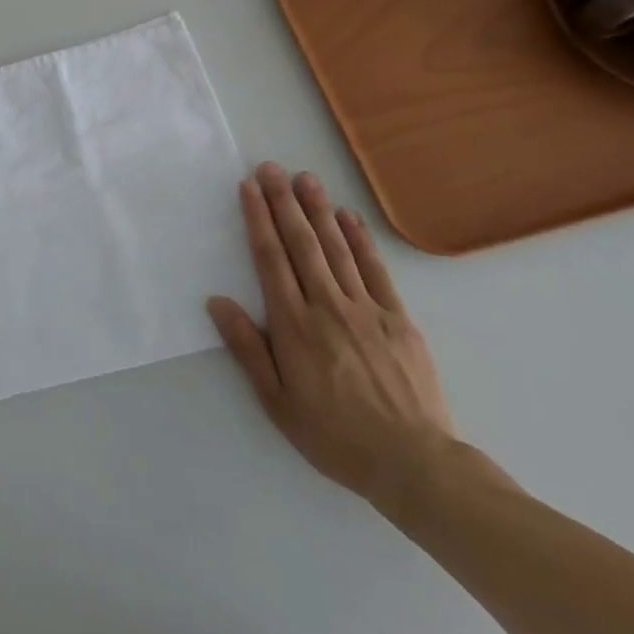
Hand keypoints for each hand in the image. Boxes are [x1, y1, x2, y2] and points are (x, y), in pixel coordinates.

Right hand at [207, 163, 457, 506]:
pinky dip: (360, 240)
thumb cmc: (336, 437)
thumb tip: (217, 302)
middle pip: (301, 244)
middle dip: (284, 202)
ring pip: (336, 249)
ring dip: (318, 210)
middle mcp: (327, 307)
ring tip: (305, 178)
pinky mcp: (398, 318)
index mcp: (295, 326)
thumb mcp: (278, 403)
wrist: (416, 466)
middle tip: (271, 167)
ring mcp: (366, 309)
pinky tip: (348, 217)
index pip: (270, 260)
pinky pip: (376, 270)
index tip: (249, 188)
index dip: (258, 220)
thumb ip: (247, 349)